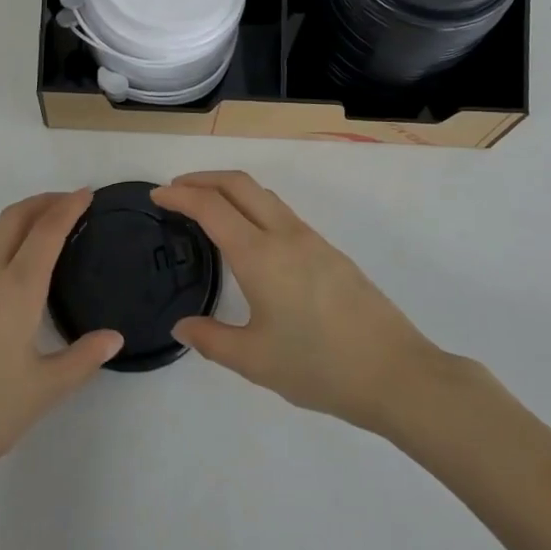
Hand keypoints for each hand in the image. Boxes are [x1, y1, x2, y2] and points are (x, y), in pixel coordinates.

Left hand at [0, 190, 121, 492]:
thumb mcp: (43, 392)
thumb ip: (82, 359)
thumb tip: (115, 337)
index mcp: (17, 288)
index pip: (47, 231)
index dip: (68, 207)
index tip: (86, 193)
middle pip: (14, 218)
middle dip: (42, 202)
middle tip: (65, 202)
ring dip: (9, 215)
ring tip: (28, 225)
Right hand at [152, 171, 449, 433]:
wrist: (394, 371)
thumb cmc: (319, 367)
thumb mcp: (255, 361)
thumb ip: (212, 340)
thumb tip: (181, 325)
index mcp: (259, 255)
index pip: (211, 207)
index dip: (180, 195)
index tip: (156, 196)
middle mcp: (283, 234)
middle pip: (238, 183)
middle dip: (203, 178)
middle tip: (176, 190)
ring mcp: (309, 238)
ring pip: (262, 194)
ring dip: (229, 189)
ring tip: (207, 207)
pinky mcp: (328, 250)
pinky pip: (280, 211)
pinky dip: (252, 205)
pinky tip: (248, 235)